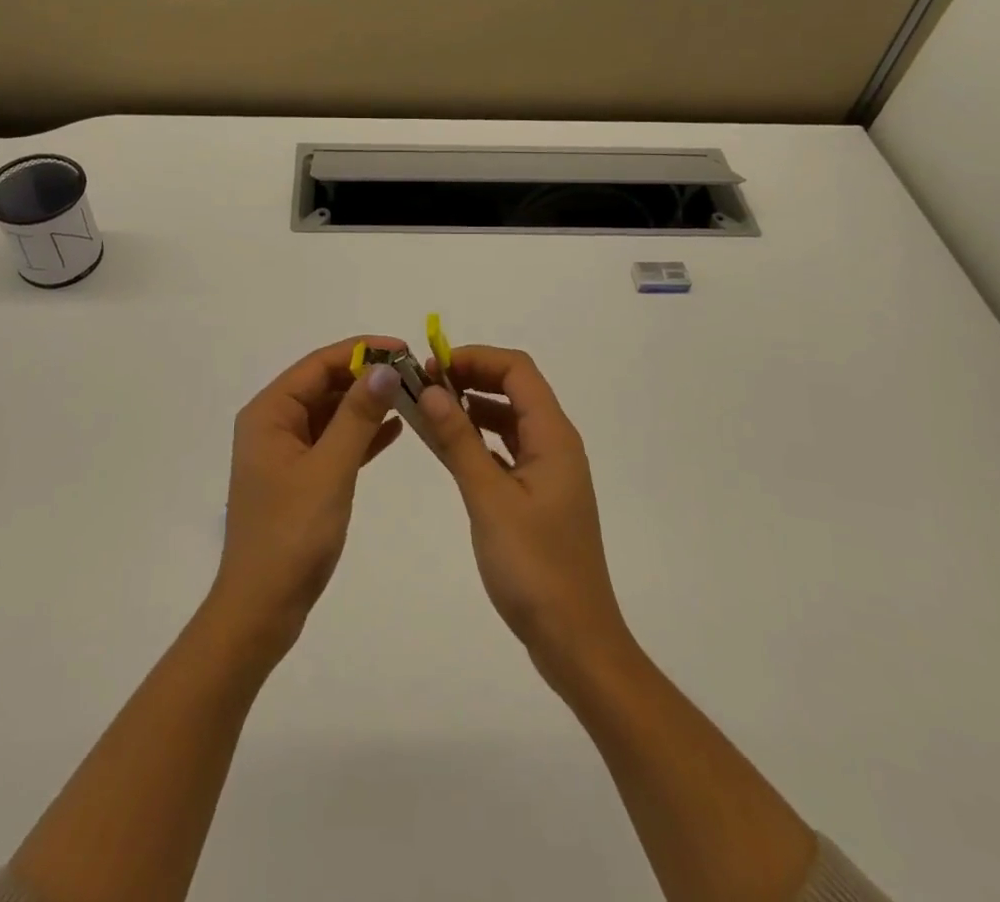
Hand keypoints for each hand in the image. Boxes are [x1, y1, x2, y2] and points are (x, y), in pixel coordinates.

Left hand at [208, 337, 405, 658]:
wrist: (262, 608)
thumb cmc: (291, 534)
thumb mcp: (330, 469)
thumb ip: (357, 416)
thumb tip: (384, 367)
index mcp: (269, 413)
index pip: (317, 365)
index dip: (360, 351)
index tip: (403, 348)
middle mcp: (273, 424)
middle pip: (324, 385)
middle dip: (366, 377)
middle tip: (414, 374)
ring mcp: (286, 452)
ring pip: (331, 413)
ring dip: (367, 404)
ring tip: (411, 396)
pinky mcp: (300, 477)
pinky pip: (334, 442)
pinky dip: (361, 434)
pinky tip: (395, 429)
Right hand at [416, 346, 631, 686]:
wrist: (575, 640)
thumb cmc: (534, 567)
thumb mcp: (489, 499)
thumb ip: (459, 441)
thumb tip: (431, 390)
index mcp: (554, 437)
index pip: (517, 371)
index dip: (476, 358)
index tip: (432, 367)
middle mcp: (556, 445)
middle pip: (514, 389)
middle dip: (470, 378)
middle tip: (424, 385)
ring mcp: (549, 472)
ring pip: (509, 420)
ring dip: (472, 408)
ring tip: (429, 409)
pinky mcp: (538, 496)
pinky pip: (506, 450)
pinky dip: (478, 439)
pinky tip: (449, 447)